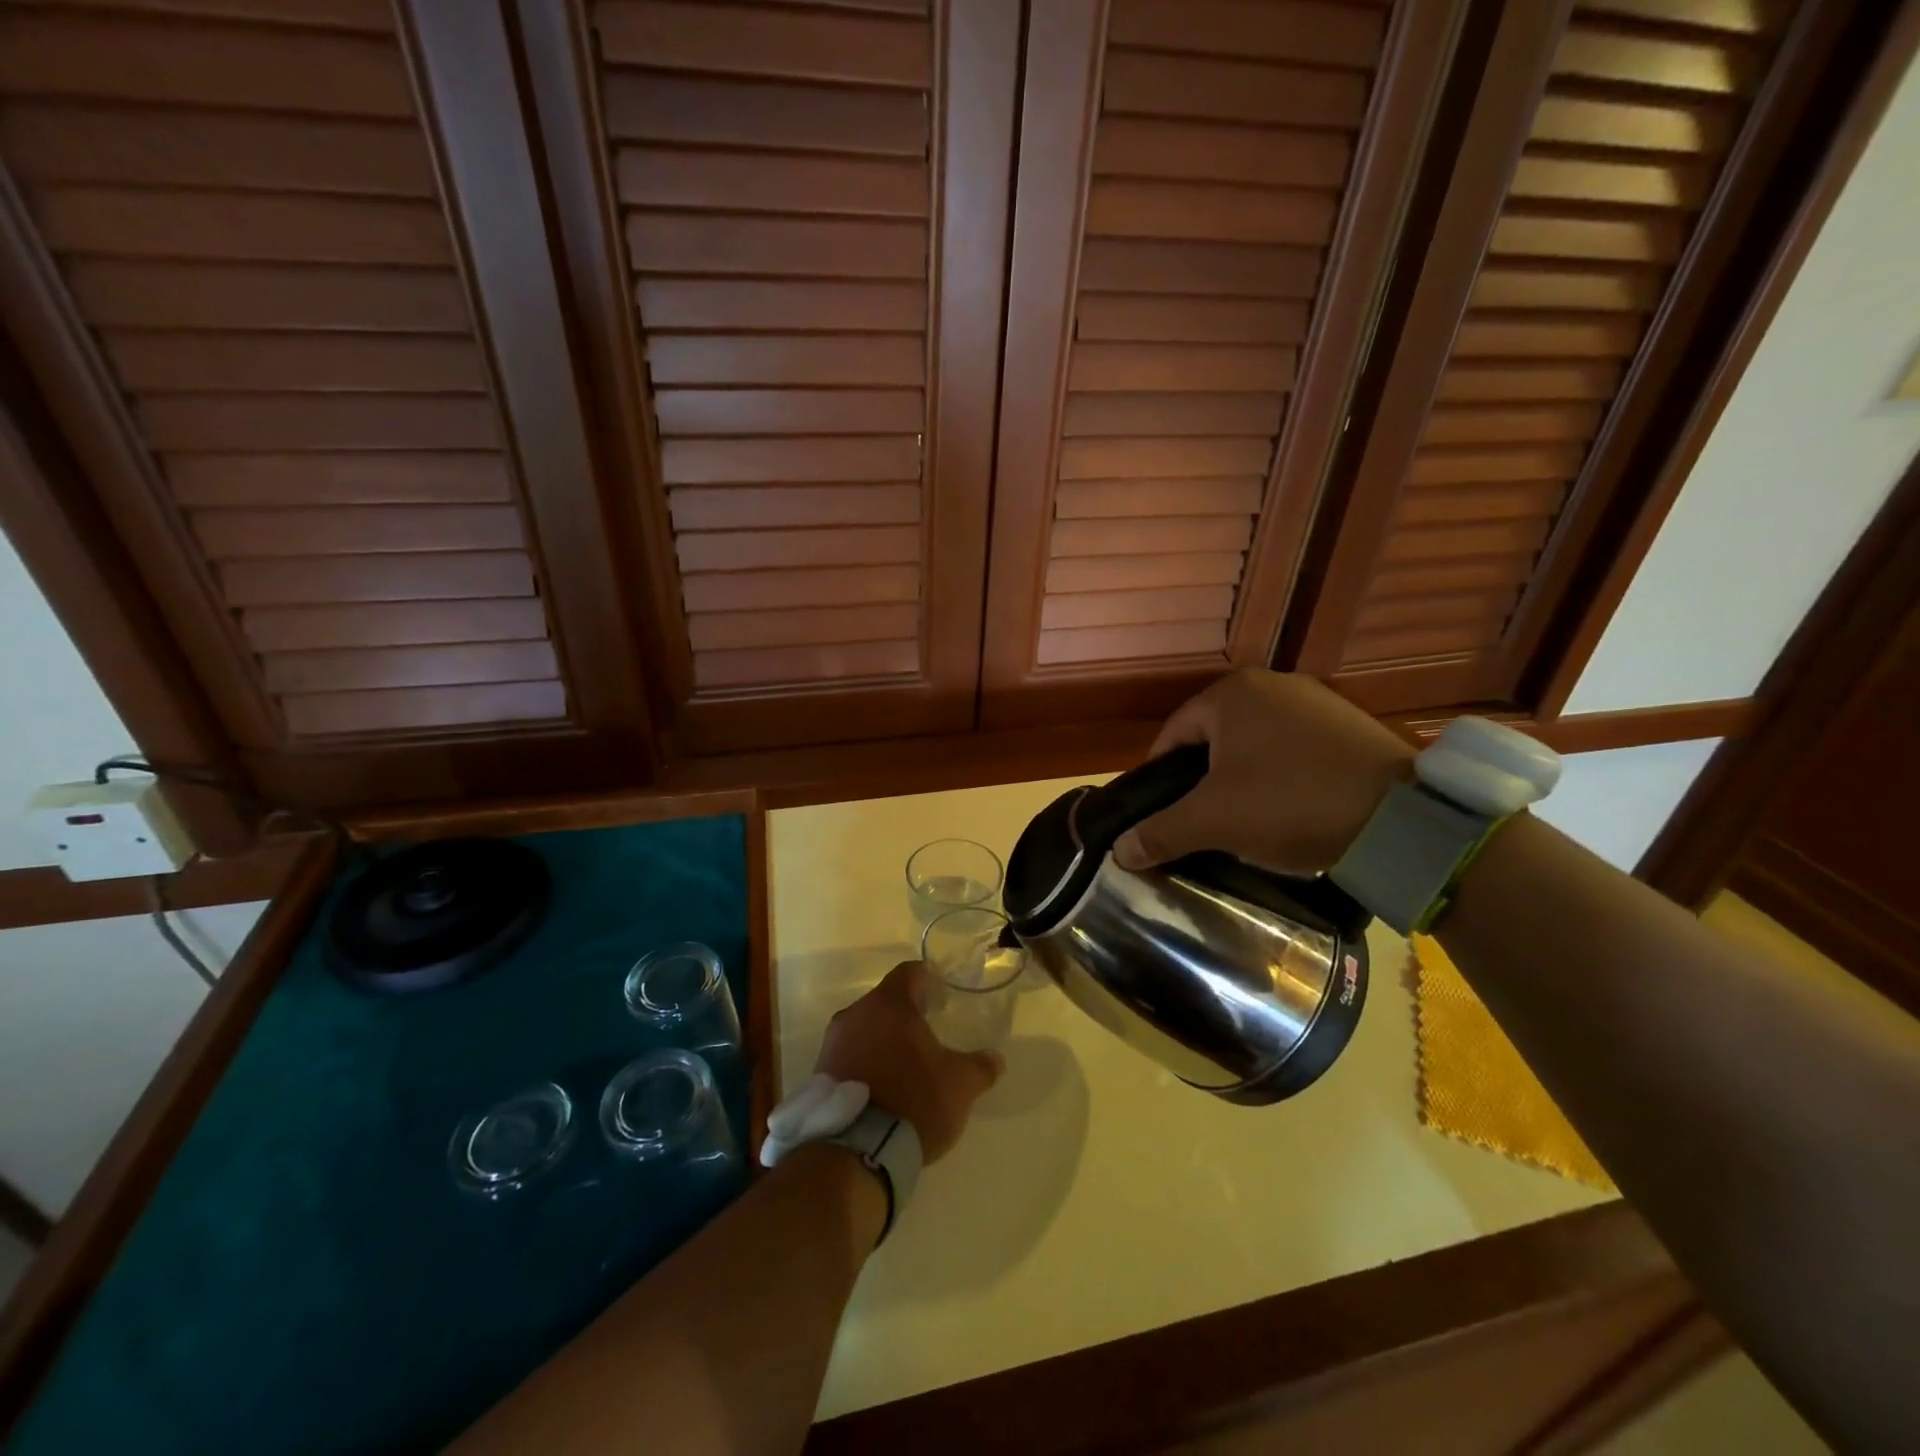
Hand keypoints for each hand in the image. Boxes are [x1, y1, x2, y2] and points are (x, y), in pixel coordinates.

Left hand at [815, 962, 1001, 1161]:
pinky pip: (848, 1056)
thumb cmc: (913, 1101)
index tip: (942, 999)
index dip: (928, 981)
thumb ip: (980, 1067)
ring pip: (864, 1029)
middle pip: (885, 1001)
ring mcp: (832, 1043)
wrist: (854, 1152)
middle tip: (928, 1036)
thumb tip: (995, 1059)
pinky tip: (881, 1089)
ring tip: (904, 1067)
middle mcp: (856, 1013)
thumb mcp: (960, 1085)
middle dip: (906, 1015)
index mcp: (890, 1004)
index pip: (910, 973)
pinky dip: (865, 1064)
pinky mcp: (819, 1073)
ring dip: (883, 1041)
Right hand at [1113, 669, 1414, 875]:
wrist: (1403, 817)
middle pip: (1214, 739)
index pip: (1172, 736)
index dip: (1159, 779)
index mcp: (1231, 694)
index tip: (1161, 815)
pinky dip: (1281, 777)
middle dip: (1203, 781)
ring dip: (1241, 780)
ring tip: (1245, 822)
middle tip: (1202, 823)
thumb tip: (1119, 851)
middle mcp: (1271, 685)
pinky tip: (1290, 810)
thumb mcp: (1214, 821)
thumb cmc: (1290, 803)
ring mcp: (1316, 701)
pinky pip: (1294, 750)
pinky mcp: (1349, 724)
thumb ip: (1161, 831)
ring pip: (1254, 745)